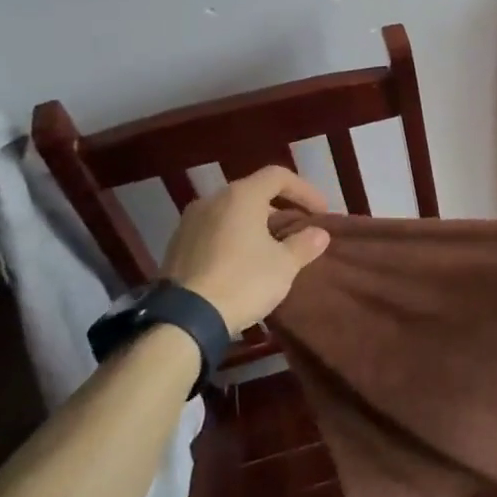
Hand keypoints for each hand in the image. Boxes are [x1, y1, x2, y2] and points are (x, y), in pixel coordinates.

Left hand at [160, 167, 331, 334]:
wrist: (183, 319)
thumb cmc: (242, 281)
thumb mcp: (284, 265)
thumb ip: (304, 244)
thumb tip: (319, 234)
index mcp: (241, 196)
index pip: (278, 176)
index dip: (305, 190)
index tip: (320, 213)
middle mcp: (212, 200)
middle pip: (253, 192)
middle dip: (280, 208)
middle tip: (298, 229)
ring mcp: (189, 222)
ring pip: (231, 213)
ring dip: (255, 224)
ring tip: (271, 248)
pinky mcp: (176, 246)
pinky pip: (213, 231)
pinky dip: (233, 238)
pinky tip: (242, 263)